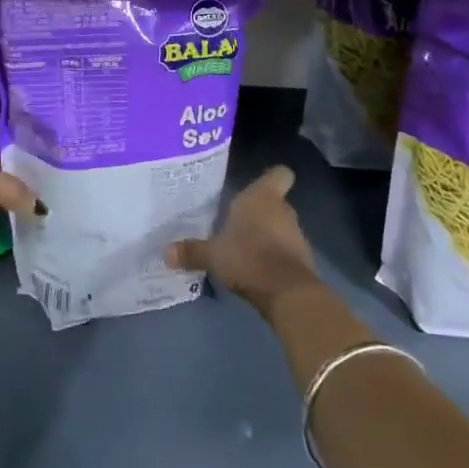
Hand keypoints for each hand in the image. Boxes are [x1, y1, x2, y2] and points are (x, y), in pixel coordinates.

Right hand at [165, 165, 319, 315]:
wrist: (288, 293)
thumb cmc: (248, 257)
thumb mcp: (212, 255)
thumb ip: (191, 251)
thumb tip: (165, 252)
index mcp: (262, 197)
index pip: (279, 174)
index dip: (271, 178)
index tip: (256, 187)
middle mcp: (282, 209)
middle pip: (275, 202)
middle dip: (259, 212)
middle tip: (235, 221)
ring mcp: (296, 235)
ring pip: (280, 226)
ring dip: (267, 235)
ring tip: (242, 248)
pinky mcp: (303, 260)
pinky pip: (285, 250)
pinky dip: (274, 256)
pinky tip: (255, 268)